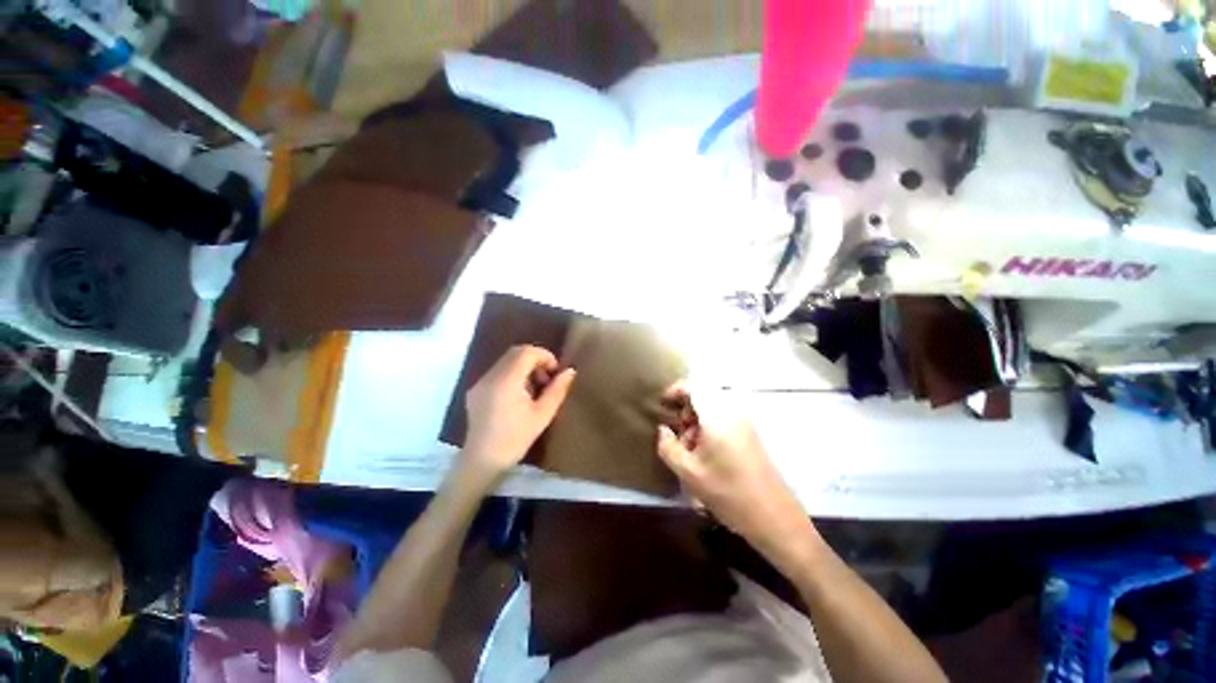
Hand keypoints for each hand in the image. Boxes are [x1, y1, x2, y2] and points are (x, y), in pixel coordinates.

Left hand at [462, 345, 575, 479]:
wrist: (482, 461)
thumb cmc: (516, 439)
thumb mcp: (542, 415)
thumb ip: (557, 390)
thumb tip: (570, 371)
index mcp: (507, 381)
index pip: (527, 352)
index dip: (545, 356)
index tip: (555, 371)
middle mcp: (491, 376)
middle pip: (515, 352)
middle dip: (535, 359)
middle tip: (547, 378)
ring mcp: (480, 382)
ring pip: (506, 361)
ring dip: (524, 366)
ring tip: (535, 388)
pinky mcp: (476, 390)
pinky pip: (497, 371)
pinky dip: (512, 374)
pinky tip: (519, 394)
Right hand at [656, 385, 815, 567]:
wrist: (774, 517)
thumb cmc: (728, 493)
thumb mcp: (688, 472)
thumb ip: (668, 446)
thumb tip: (663, 429)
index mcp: (717, 415)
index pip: (693, 386)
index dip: (674, 391)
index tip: (662, 405)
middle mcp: (733, 411)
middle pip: (703, 395)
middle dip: (686, 410)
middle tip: (678, 435)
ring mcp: (744, 422)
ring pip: (713, 408)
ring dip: (697, 421)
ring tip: (690, 449)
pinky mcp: (750, 434)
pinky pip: (724, 419)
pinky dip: (709, 428)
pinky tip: (706, 454)